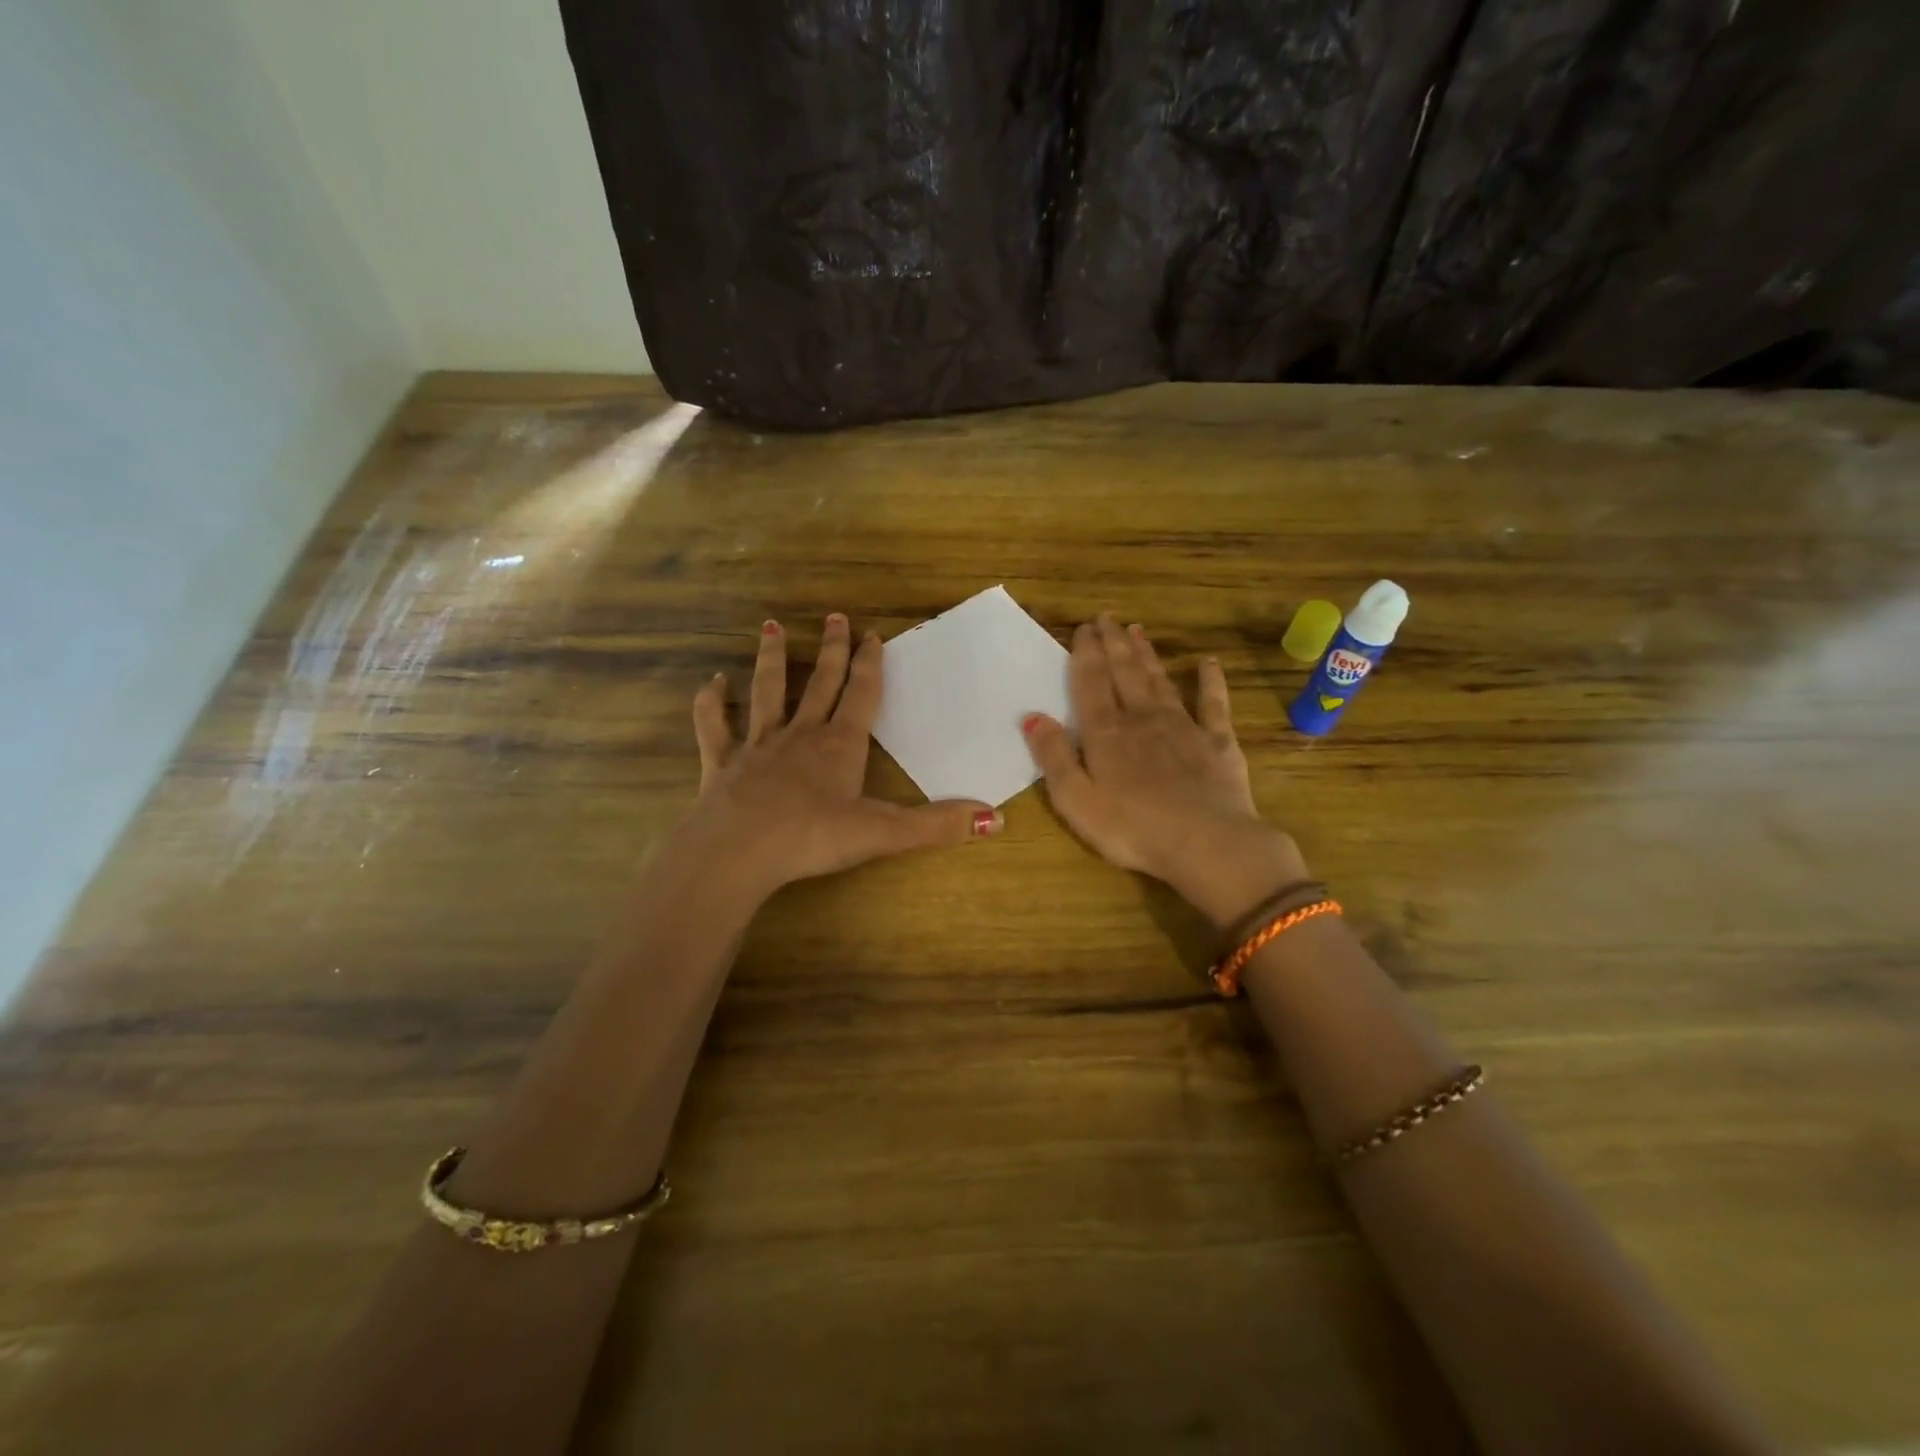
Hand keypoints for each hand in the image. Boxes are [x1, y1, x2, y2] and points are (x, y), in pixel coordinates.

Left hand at [680, 615, 1001, 897]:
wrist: (739, 851)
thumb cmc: (813, 838)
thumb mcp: (883, 833)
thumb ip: (937, 825)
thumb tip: (997, 818)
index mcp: (840, 744)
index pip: (860, 694)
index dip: (869, 665)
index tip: (872, 635)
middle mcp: (800, 734)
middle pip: (820, 683)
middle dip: (831, 650)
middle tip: (835, 616)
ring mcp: (757, 745)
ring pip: (767, 691)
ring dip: (772, 659)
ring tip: (773, 627)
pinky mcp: (722, 763)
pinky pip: (714, 726)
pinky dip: (711, 703)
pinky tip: (712, 683)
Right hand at [1023, 615, 1308, 926]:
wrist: (1206, 843)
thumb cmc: (1131, 828)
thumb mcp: (1076, 799)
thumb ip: (1052, 756)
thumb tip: (1031, 716)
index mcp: (1106, 733)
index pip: (1091, 683)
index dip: (1085, 653)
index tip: (1083, 628)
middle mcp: (1142, 719)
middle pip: (1125, 673)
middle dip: (1114, 644)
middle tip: (1107, 618)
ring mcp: (1183, 727)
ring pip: (1160, 681)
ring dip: (1147, 655)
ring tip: (1137, 631)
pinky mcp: (1217, 742)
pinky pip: (1213, 704)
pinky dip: (1210, 681)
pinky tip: (1209, 663)